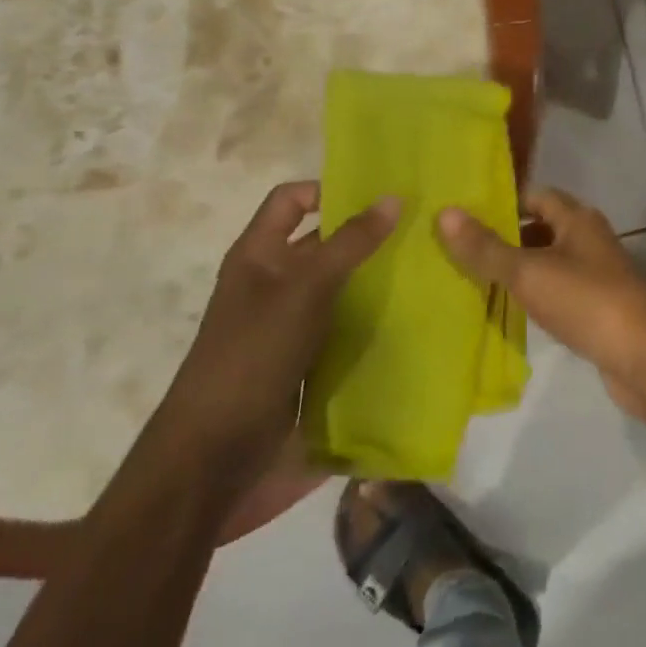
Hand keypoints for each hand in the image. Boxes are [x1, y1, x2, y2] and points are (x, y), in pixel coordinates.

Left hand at [156, 182, 397, 489]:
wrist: (214, 458)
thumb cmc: (253, 355)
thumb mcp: (304, 289)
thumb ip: (350, 243)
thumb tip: (393, 196)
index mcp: (259, 254)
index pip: (292, 199)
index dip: (328, 188)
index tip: (381, 194)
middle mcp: (274, 282)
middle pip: (323, 242)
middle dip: (367, 234)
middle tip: (424, 227)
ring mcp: (291, 324)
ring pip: (341, 286)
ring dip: (377, 279)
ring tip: (432, 266)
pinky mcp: (308, 360)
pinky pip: (346, 327)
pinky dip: (374, 319)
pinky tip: (414, 315)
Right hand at [435, 188, 645, 421]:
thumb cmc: (588, 301)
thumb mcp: (530, 271)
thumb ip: (487, 247)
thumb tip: (446, 212)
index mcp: (577, 219)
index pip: (534, 195)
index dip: (500, 202)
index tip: (462, 215)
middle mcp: (588, 239)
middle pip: (540, 228)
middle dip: (503, 237)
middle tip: (457, 250)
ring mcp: (596, 275)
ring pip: (548, 263)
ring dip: (517, 269)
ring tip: (470, 280)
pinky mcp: (596, 310)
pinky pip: (557, 293)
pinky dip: (533, 297)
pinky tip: (507, 311)